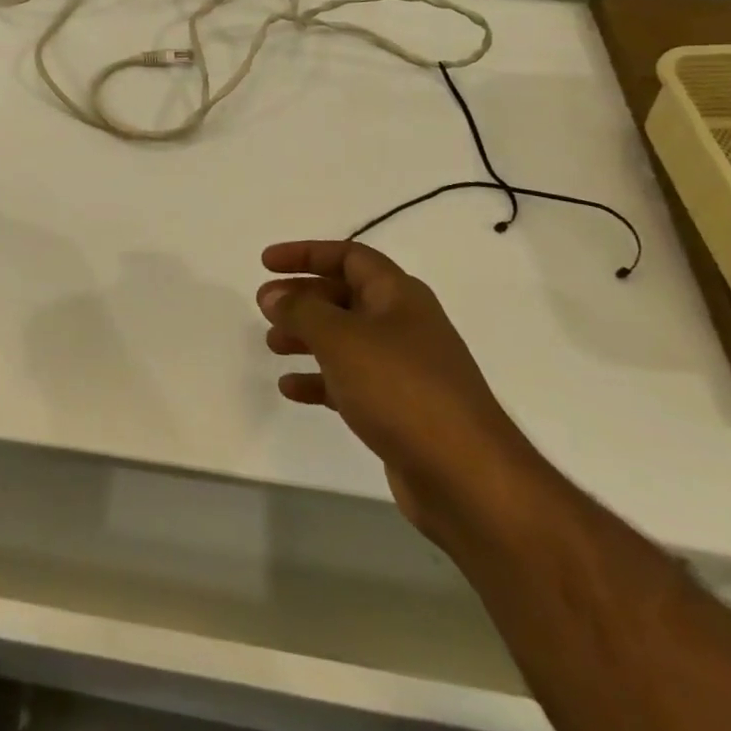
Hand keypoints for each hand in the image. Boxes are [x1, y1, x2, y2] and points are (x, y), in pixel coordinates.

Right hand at [258, 240, 541, 544]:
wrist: (466, 476)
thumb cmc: (401, 389)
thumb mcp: (341, 339)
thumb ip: (302, 311)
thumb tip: (273, 294)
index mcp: (399, 295)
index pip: (349, 257)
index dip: (306, 253)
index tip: (266, 263)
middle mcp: (403, 324)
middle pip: (345, 296)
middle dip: (303, 297)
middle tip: (264, 306)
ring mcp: (404, 368)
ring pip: (345, 339)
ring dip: (307, 337)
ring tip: (272, 344)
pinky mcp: (400, 408)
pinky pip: (351, 381)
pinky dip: (320, 379)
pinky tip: (291, 389)